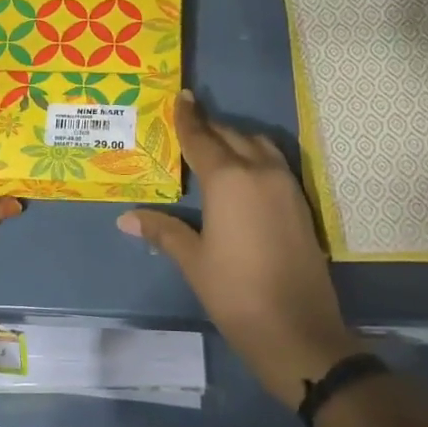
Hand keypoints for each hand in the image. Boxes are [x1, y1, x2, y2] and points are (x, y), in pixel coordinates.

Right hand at [119, 92, 357, 407]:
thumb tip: (126, 218)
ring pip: (259, 146)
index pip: (202, 139)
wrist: (298, 330)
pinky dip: (255, 157)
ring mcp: (287, 186)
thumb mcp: (193, 261)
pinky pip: (275, 164)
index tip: (182, 96)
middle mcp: (260, 172)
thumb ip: (162, 231)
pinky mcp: (302, 203)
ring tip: (215, 147)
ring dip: (236, 140)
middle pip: (231, 136)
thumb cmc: (235, 293)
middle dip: (209, 128)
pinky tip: (243, 175)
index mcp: (229, 180)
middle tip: (189, 124)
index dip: (188, 118)